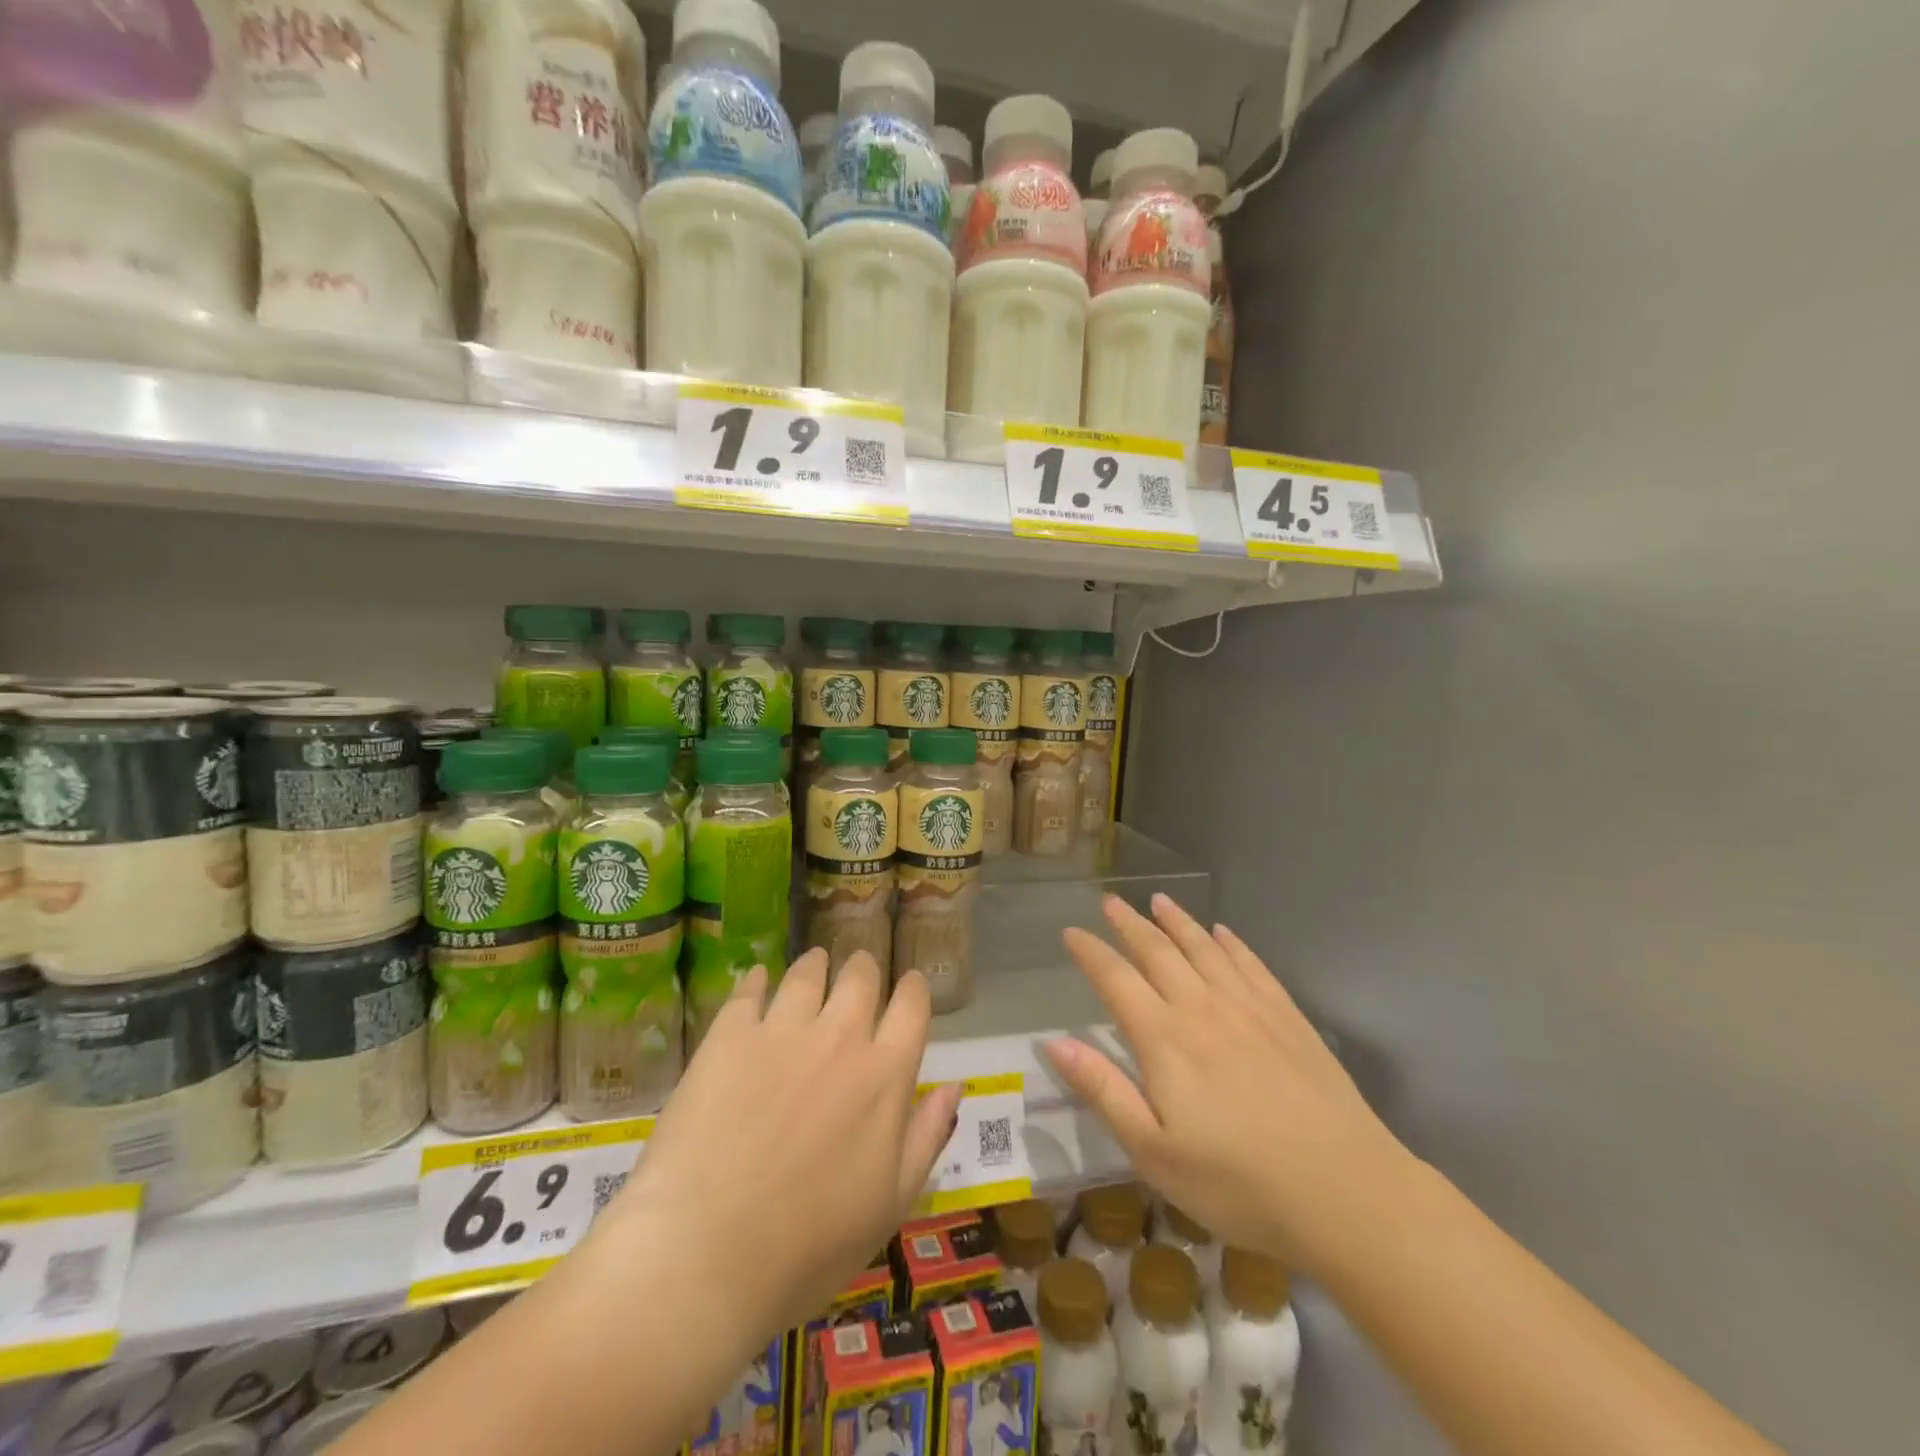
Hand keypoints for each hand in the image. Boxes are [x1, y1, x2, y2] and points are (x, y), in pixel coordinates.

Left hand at [593, 950, 962, 1338]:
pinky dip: (758, 979)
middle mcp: (840, 1037)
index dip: (913, 989)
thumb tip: (955, 1085)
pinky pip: (749, 989)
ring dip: (816, 964)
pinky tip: (757, 979)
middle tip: (858, 968)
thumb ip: (927, 1136)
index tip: (909, 984)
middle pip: (860, 977)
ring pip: (808, 973)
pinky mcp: (729, 1036)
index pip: (912, 1007)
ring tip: (814, 963)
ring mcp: (782, 1030)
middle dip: (864, 967)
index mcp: (885, 1075)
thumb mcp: (890, 1204)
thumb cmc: (809, 1246)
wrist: (705, 1255)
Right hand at [1045, 894, 1415, 1267]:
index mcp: (1164, 1038)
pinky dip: (1231, 943)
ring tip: (1159, 901)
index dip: (1090, 952)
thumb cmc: (1238, 1183)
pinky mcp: (1287, 1016)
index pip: (1116, 979)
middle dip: (1129, 924)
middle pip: (1157, 952)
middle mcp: (1202, 1007)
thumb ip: (1104, 1092)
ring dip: (1177, 921)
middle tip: (1110, 901)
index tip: (1071, 932)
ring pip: (1204, 948)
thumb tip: (1054, 1043)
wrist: (1345, 1192)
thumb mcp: (1154, 1153)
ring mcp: (1249, 1007)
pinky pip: (1251, 964)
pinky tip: (1223, 933)